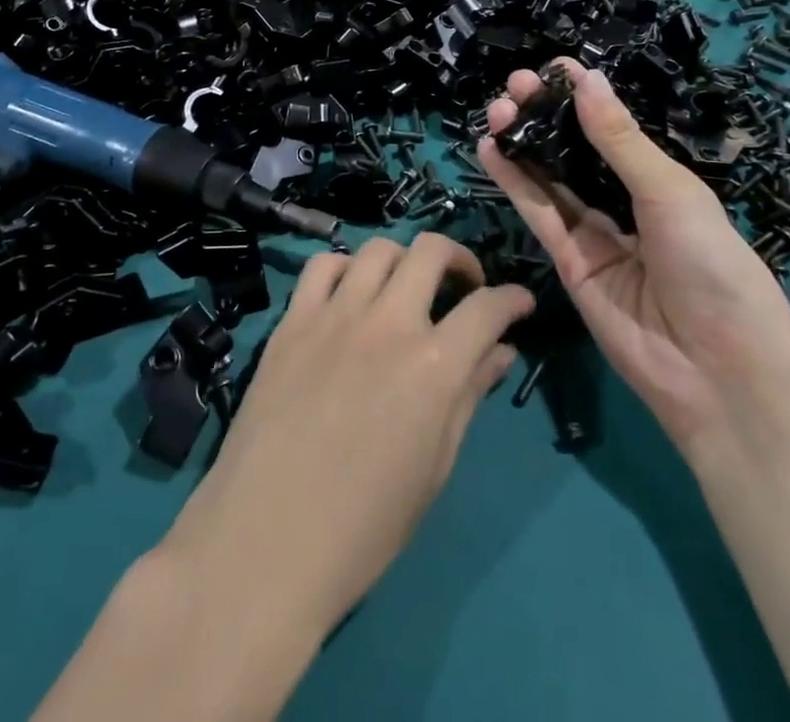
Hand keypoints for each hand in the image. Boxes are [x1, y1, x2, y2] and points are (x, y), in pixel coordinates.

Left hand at [157, 233, 534, 634]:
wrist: (268, 539)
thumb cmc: (366, 523)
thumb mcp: (435, 466)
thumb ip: (468, 395)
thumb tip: (500, 352)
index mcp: (433, 366)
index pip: (486, 308)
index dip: (512, 299)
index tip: (520, 303)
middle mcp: (388, 324)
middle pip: (431, 252)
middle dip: (460, 258)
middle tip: (465, 285)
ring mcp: (335, 315)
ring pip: (378, 249)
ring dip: (403, 260)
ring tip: (406, 288)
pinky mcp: (292, 320)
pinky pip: (322, 266)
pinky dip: (345, 268)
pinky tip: (350, 292)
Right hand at [479, 60, 789, 449]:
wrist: (718, 371)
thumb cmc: (712, 266)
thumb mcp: (670, 192)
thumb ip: (620, 140)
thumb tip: (587, 79)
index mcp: (660, 182)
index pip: (612, 130)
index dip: (582, 98)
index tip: (552, 67)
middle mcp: (624, 203)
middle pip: (574, 151)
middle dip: (545, 116)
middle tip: (515, 85)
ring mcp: (594, 235)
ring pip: (550, 179)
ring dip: (523, 143)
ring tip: (497, 110)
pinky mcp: (568, 263)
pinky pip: (539, 215)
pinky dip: (514, 182)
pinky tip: (492, 150)